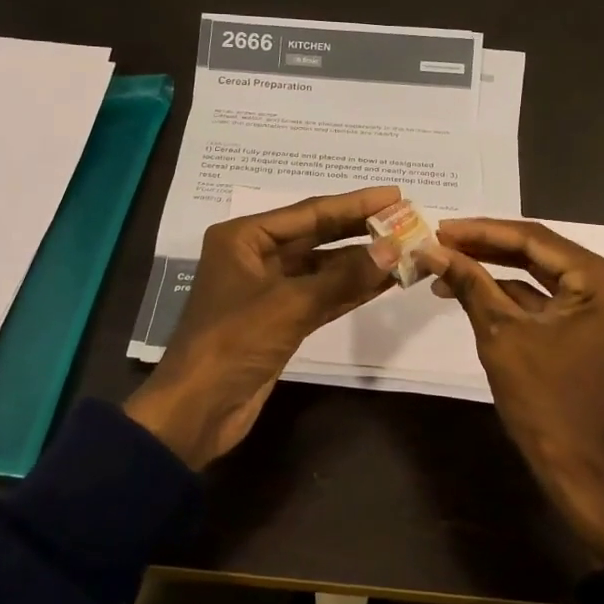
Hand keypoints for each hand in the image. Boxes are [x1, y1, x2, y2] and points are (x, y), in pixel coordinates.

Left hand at [125, 186, 400, 468]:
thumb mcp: (290, 304)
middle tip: (405, 220)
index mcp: (243, 237)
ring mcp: (268, 290)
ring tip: (404, 250)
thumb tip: (392, 249)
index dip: (354, 204)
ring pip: (322, 269)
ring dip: (360, 263)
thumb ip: (344, 276)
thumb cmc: (234, 341)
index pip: (309, 212)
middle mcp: (254, 256)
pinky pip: (321, 296)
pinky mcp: (280, 321)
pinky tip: (383, 282)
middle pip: (316, 236)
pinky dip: (350, 291)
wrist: (198, 409)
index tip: (395, 195)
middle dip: (360, 231)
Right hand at [425, 219, 603, 566]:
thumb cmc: (544, 400)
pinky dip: (509, 294)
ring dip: (493, 271)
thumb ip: (469, 284)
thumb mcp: (501, 335)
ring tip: (445, 264)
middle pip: (538, 252)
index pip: (534, 239)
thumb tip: (431, 249)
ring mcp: (602, 306)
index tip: (440, 227)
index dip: (482, 231)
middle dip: (486, 248)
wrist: (576, 468)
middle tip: (440, 241)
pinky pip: (544, 298)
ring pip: (538, 274)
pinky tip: (469, 289)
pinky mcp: (588, 325)